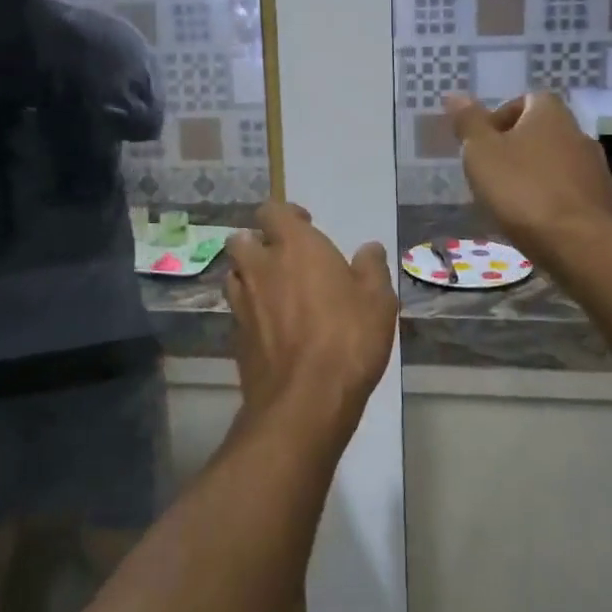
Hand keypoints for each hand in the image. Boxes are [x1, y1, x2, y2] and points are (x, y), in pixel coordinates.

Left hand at [224, 202, 397, 446]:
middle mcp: (260, 267)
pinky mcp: (235, 336)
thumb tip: (369, 249)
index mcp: (294, 246)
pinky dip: (249, 311)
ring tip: (273, 291)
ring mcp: (242, 302)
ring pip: (234, 275)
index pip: (272, 211)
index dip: (286, 215)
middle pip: (241, 240)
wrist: (305, 400)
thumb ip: (372, 268)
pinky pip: (237, 310)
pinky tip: (270, 327)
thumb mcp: (378, 300)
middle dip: (256, 242)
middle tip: (282, 258)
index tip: (305, 225)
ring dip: (248, 275)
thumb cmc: (348, 339)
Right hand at [444, 93, 611, 264]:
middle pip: (541, 131)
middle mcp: (577, 133)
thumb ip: (468, 122)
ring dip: (533, 174)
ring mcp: (595, 168)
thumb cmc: (522, 190)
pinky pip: (568, 190)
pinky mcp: (601, 201)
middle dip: (515, 148)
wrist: (579, 244)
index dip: (501, 117)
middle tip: (489, 172)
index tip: (482, 143)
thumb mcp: (481, 152)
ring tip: (508, 200)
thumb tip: (454, 95)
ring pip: (555, 162)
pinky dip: (550, 198)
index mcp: (549, 114)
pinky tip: (533, 220)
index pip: (526, 99)